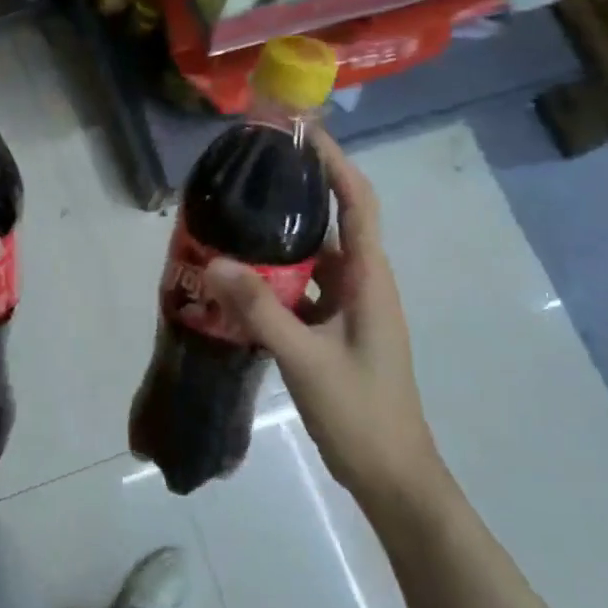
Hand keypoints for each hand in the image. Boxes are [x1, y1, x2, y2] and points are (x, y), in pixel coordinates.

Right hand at [204, 129, 451, 522]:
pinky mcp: (334, 330)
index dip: (334, 163)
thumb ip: (260, 310)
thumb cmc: (361, 413)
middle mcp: (362, 283)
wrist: (393, 476)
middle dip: (296, 193)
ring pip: (311, 259)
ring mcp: (349, 308)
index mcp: (369, 278)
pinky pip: (301, 290)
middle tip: (249, 173)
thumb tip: (214, 261)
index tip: (300, 132)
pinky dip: (273, 280)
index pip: (357, 202)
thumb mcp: (306, 359)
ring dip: (278, 240)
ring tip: (233, 221)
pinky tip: (237, 281)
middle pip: (331, 222)